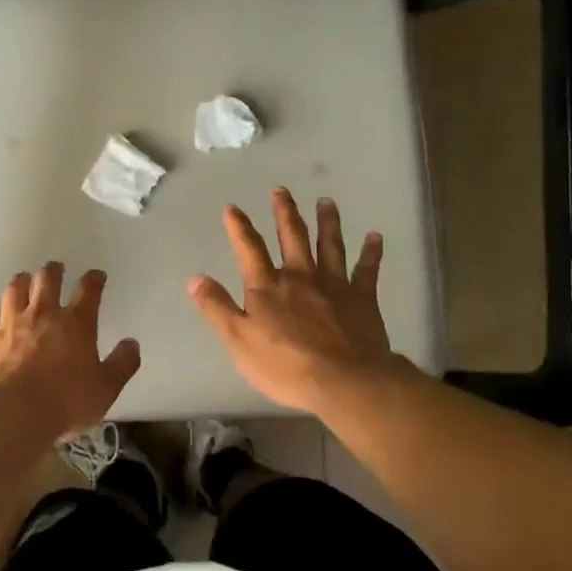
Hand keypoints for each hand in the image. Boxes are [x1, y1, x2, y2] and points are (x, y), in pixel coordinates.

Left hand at [0, 264, 142, 436]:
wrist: (13, 414)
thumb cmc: (66, 401)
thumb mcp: (105, 388)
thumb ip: (122, 364)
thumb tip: (132, 344)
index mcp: (76, 323)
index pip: (88, 291)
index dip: (94, 279)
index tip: (96, 275)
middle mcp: (43, 314)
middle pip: (47, 280)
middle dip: (53, 270)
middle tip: (55, 268)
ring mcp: (10, 323)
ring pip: (14, 290)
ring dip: (21, 281)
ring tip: (23, 278)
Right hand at [187, 190, 392, 411]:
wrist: (343, 380)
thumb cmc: (285, 365)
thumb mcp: (238, 340)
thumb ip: (217, 308)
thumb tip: (196, 278)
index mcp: (267, 287)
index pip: (249, 249)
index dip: (239, 228)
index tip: (233, 208)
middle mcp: (300, 276)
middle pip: (292, 237)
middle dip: (285, 212)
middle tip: (282, 190)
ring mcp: (334, 284)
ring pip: (330, 245)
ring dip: (327, 222)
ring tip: (326, 202)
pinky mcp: (362, 298)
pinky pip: (367, 270)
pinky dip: (371, 252)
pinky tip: (375, 237)